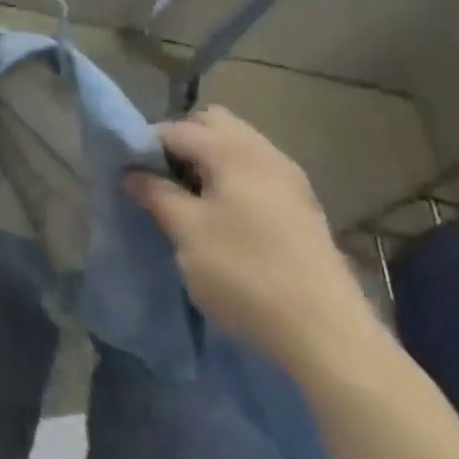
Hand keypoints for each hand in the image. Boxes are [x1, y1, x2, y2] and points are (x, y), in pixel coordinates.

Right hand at [126, 107, 385, 380]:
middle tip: (163, 180)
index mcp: (231, 151)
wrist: (327, 333)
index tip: (131, 175)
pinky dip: (233, 179)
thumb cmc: (245, 273)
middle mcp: (263, 152)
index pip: (175, 129)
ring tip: (190, 200)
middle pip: (212, 124)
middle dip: (182, 144)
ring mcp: (289, 179)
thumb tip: (133, 173)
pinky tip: (224, 216)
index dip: (146, 147)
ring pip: (237, 147)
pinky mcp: (302, 206)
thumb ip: (156, 194)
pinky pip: (256, 171)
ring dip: (208, 162)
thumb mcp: (186, 232)